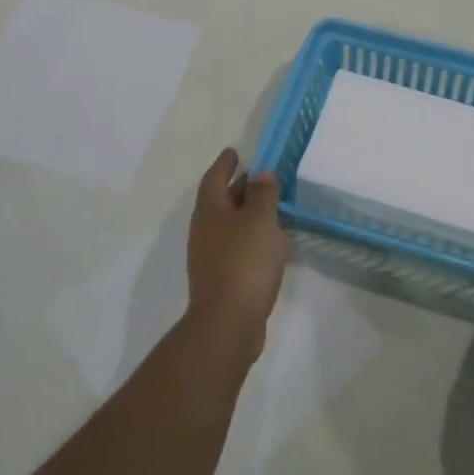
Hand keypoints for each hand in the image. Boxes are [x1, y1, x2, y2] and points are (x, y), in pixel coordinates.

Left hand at [184, 148, 287, 363]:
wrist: (228, 323)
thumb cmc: (245, 262)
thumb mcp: (261, 220)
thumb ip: (263, 194)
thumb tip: (261, 173)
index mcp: (210, 210)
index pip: (214, 178)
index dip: (225, 163)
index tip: (234, 151)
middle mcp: (204, 230)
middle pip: (219, 200)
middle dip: (237, 187)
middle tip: (259, 176)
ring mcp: (209, 256)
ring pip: (227, 224)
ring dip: (244, 212)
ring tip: (269, 206)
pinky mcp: (220, 278)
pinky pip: (234, 245)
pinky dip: (248, 235)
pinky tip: (267, 241)